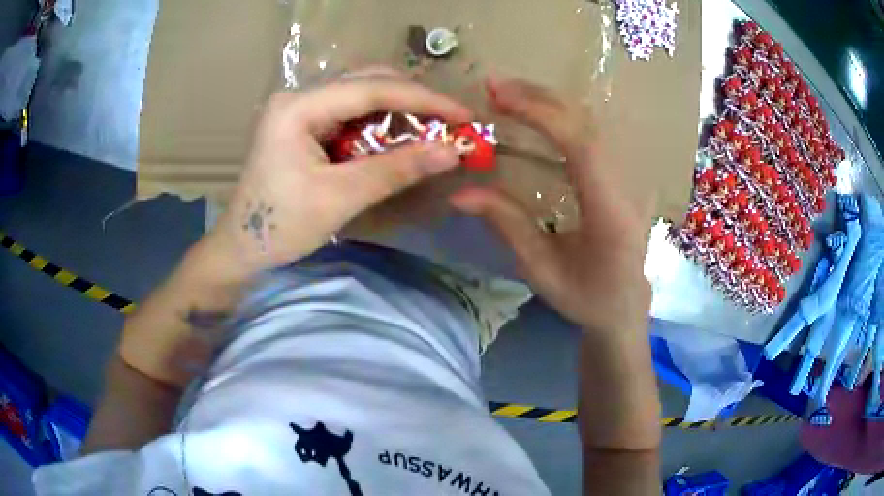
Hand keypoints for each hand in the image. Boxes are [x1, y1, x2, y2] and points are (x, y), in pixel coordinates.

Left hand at [207, 72, 471, 280]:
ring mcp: (299, 110)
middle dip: (413, 100)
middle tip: (450, 122)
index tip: (462, 114)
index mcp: (297, 107)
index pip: (370, 89)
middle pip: (366, 82)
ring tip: (433, 129)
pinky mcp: (302, 125)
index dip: (422, 99)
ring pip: (360, 95)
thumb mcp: (339, 198)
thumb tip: (452, 152)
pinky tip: (399, 138)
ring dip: (398, 111)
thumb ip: (395, 169)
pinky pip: (350, 114)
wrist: (240, 250)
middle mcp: (298, 97)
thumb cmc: (279, 227)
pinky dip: (379, 124)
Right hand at [450, 77, 650, 333]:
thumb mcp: (541, 270)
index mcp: (610, 213)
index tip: (499, 97)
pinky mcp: (627, 173)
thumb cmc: (586, 297)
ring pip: (593, 122)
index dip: (541, 114)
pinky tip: (537, 111)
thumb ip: (506, 224)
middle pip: (588, 124)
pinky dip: (562, 114)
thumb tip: (459, 192)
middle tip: (494, 86)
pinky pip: (594, 132)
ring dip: (549, 101)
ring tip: (509, 93)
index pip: (582, 146)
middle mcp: (629, 185)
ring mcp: (633, 176)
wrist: (626, 305)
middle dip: (539, 98)